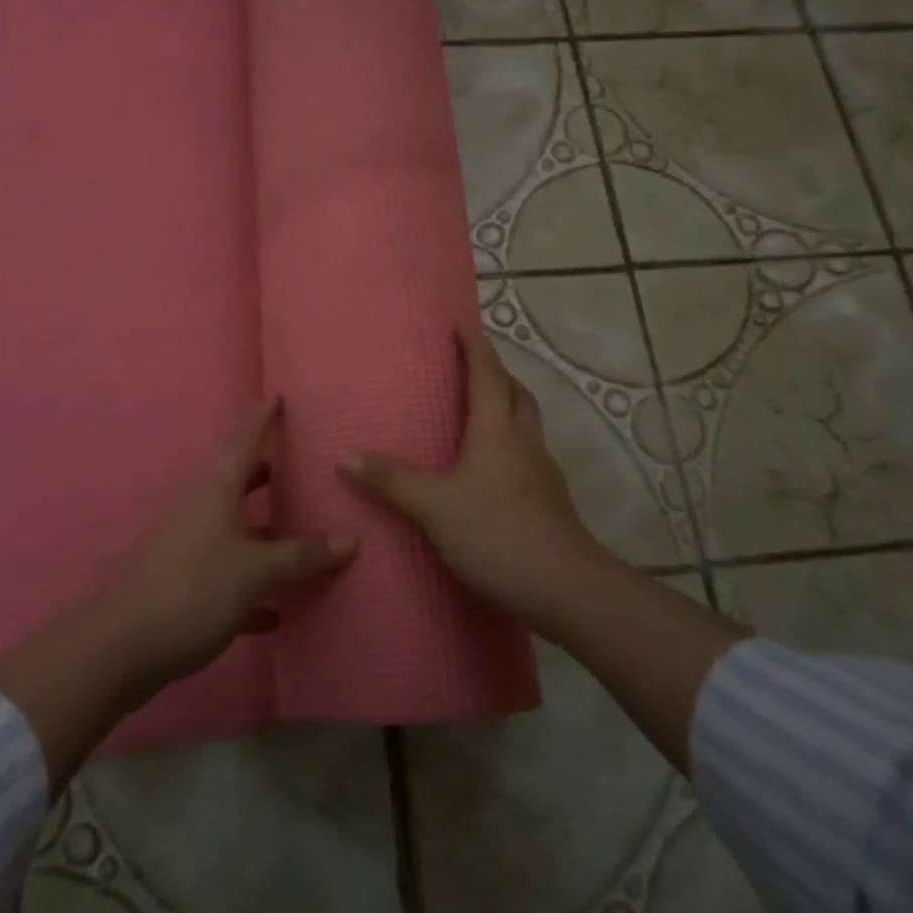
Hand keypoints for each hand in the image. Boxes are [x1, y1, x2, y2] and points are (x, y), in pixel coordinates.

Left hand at [100, 397, 357, 688]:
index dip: (261, 418)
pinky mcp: (178, 587)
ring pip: (232, 531)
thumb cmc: (192, 591)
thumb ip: (302, 555)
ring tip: (300, 533)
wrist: (117, 650)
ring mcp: (184, 549)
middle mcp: (198, 511)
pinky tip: (277, 613)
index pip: (243, 442)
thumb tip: (351, 537)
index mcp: (214, 492)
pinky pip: (224, 577)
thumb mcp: (256, 571)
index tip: (277, 395)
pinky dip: (250, 588)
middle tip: (298, 465)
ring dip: (263, 533)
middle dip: (266, 474)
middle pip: (236, 482)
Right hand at [339, 327, 614, 640]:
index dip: (475, 347)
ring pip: (527, 424)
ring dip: (509, 406)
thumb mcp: (435, 508)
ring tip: (482, 411)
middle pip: (517, 394)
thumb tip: (346, 456)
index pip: (487, 375)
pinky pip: (528, 455)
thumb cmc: (497, 535)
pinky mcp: (550, 500)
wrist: (566, 589)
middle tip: (472, 366)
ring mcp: (542, 472)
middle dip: (497, 373)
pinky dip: (512, 443)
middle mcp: (524, 443)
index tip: (462, 323)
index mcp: (497, 432)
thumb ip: (392, 481)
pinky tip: (493, 468)